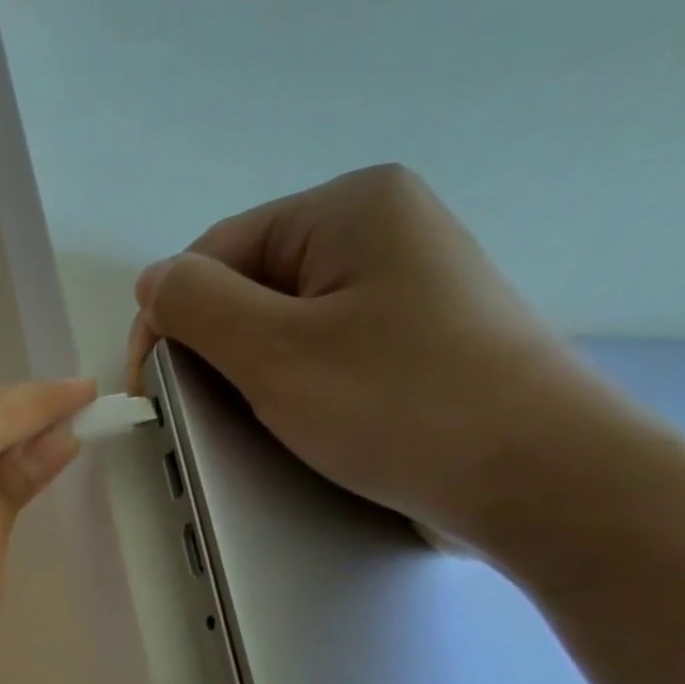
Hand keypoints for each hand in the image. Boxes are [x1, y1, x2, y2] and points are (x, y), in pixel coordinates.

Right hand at [129, 164, 609, 545]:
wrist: (533, 474)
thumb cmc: (396, 404)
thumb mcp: (274, 352)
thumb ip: (198, 307)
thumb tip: (151, 281)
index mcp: (348, 209)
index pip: (215, 252)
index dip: (169, 319)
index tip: (152, 394)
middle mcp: (381, 230)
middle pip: (249, 284)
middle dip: (211, 349)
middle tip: (200, 416)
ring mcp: (404, 286)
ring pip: (283, 323)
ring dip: (247, 373)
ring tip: (250, 424)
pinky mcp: (415, 339)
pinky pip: (323, 350)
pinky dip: (292, 384)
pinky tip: (296, 422)